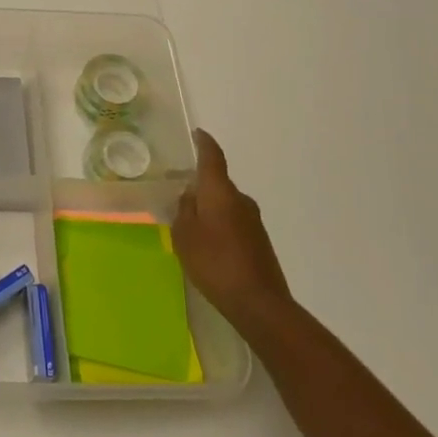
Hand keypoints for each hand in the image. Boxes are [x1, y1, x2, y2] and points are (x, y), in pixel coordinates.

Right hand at [173, 129, 292, 334]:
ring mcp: (253, 220)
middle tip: (178, 192)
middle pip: (217, 183)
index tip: (197, 133)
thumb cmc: (215, 263)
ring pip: (225, 204)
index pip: (213, 157)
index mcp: (220, 192)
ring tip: (189, 224)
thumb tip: (190, 195)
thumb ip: (184, 210)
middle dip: (199, 185)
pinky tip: (208, 244)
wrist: (259, 303)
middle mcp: (240, 199)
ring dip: (209, 207)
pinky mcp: (259, 241)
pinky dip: (219, 224)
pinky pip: (233, 221)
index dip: (204, 143)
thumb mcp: (185, 236)